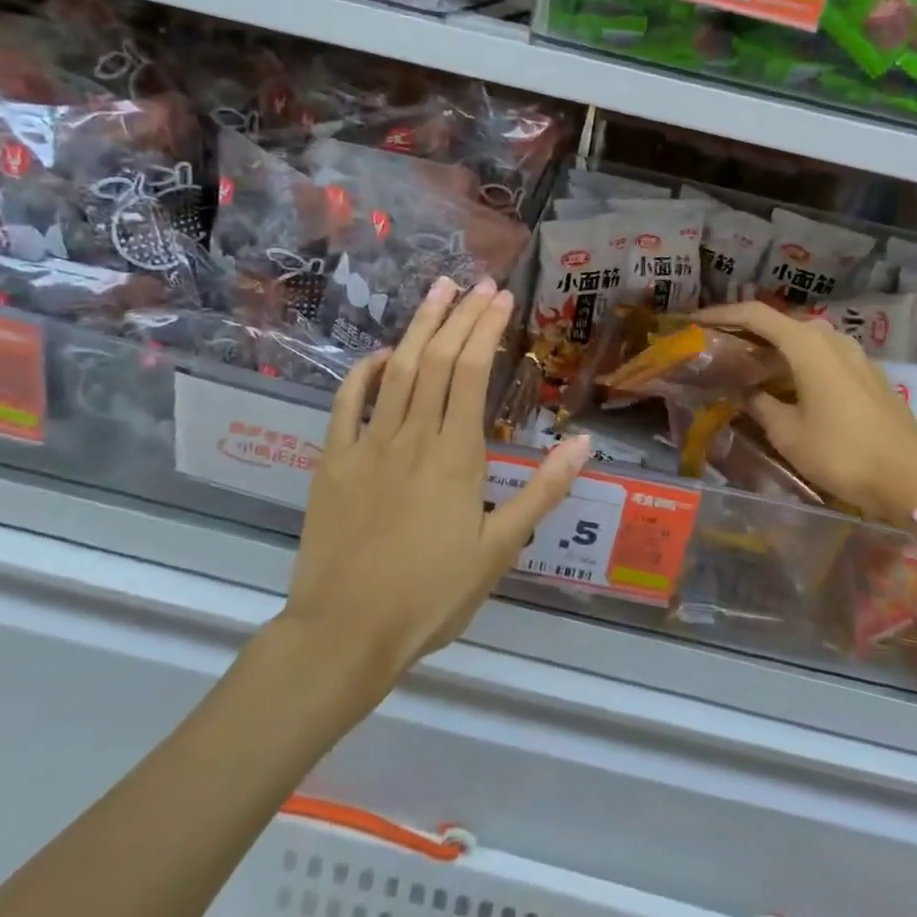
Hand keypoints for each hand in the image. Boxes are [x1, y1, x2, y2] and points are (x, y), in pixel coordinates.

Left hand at [284, 277, 590, 683]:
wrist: (346, 633)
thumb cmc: (432, 594)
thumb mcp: (500, 549)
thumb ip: (542, 491)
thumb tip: (584, 444)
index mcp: (456, 454)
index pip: (473, 372)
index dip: (487, 328)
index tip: (501, 297)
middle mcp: (413, 435)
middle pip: (439, 359)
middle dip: (460, 315)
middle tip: (478, 283)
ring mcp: (368, 444)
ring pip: (398, 370)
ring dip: (419, 326)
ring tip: (438, 290)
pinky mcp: (333, 461)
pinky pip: (346, 403)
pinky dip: (363, 371)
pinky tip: (382, 353)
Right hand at [696, 300, 916, 524]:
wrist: (912, 479)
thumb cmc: (842, 453)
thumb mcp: (787, 433)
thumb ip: (758, 404)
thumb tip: (741, 391)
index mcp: (807, 344)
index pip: (755, 314)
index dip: (721, 314)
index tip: (695, 322)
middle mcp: (832, 338)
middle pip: (780, 323)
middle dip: (746, 332)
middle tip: (718, 347)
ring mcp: (854, 354)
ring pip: (803, 340)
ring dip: (773, 348)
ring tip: (747, 367)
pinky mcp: (867, 374)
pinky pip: (823, 356)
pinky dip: (797, 362)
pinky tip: (786, 384)